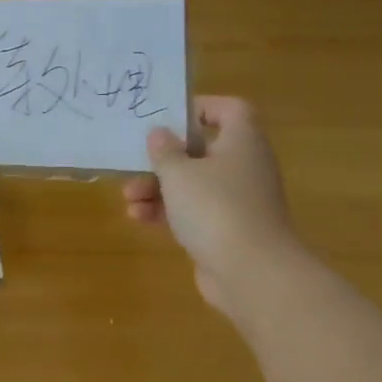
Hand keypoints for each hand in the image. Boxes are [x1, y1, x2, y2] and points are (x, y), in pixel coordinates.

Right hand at [122, 96, 302, 315]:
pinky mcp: (227, 231)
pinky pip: (194, 212)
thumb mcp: (178, 172)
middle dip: (164, 158)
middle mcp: (244, 166)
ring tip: (128, 197)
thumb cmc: (215, 207)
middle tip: (137, 161)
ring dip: (158, 188)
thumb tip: (160, 133)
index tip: (168, 117)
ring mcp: (238, 201)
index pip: (230, 109)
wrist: (252, 274)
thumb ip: (164, 150)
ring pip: (193, 184)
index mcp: (241, 141)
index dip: (200, 107)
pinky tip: (138, 218)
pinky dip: (168, 212)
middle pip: (202, 149)